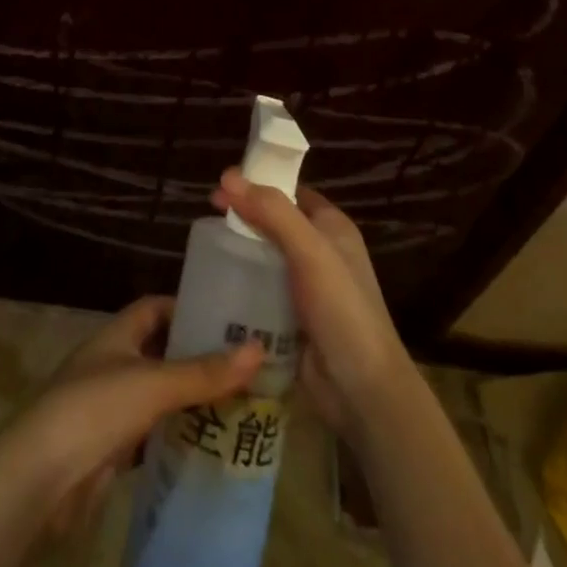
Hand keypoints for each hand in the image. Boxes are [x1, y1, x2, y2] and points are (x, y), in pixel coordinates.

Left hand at [2, 295, 263, 535]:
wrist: (42, 477)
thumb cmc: (96, 408)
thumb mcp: (154, 384)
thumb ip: (205, 371)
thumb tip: (258, 348)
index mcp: (118, 334)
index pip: (155, 308)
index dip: (187, 309)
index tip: (225, 320)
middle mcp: (112, 362)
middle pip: (159, 351)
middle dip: (195, 358)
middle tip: (241, 368)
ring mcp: (108, 405)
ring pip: (156, 395)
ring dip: (187, 399)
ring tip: (234, 405)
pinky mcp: (108, 447)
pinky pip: (148, 433)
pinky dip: (172, 436)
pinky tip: (203, 445)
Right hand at [211, 167, 418, 441]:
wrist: (362, 392)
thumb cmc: (342, 309)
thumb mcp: (310, 251)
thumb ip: (271, 211)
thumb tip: (227, 174)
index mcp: (332, 227)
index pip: (291, 192)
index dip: (258, 184)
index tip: (222, 186)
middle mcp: (320, 252)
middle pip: (274, 224)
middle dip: (243, 219)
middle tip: (205, 220)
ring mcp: (306, 288)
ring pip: (265, 259)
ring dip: (239, 254)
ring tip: (203, 253)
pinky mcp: (292, 319)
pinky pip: (261, 293)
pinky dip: (241, 288)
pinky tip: (216, 288)